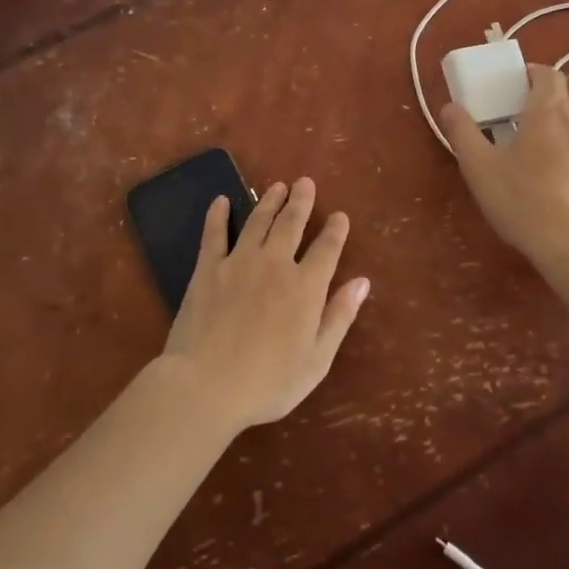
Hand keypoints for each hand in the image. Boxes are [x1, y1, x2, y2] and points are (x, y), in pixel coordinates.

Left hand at [159, 178, 369, 430]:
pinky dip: (218, 215)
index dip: (335, 230)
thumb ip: (339, 316)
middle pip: (291, 224)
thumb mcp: (317, 359)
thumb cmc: (268, 382)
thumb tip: (362, 282)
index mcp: (306, 287)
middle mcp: (275, 264)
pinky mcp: (208, 269)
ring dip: (269, 201)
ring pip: (258, 221)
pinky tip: (220, 200)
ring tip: (277, 186)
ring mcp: (239, 262)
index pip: (326, 249)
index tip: (339, 216)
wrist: (206, 385)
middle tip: (305, 183)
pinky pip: (215, 234)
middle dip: (301, 202)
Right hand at [441, 63, 568, 263]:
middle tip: (547, 104)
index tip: (519, 88)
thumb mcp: (480, 169)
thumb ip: (463, 134)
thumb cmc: (523, 202)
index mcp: (550, 110)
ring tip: (568, 127)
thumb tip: (450, 108)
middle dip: (568, 83)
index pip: (547, 74)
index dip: (533, 75)